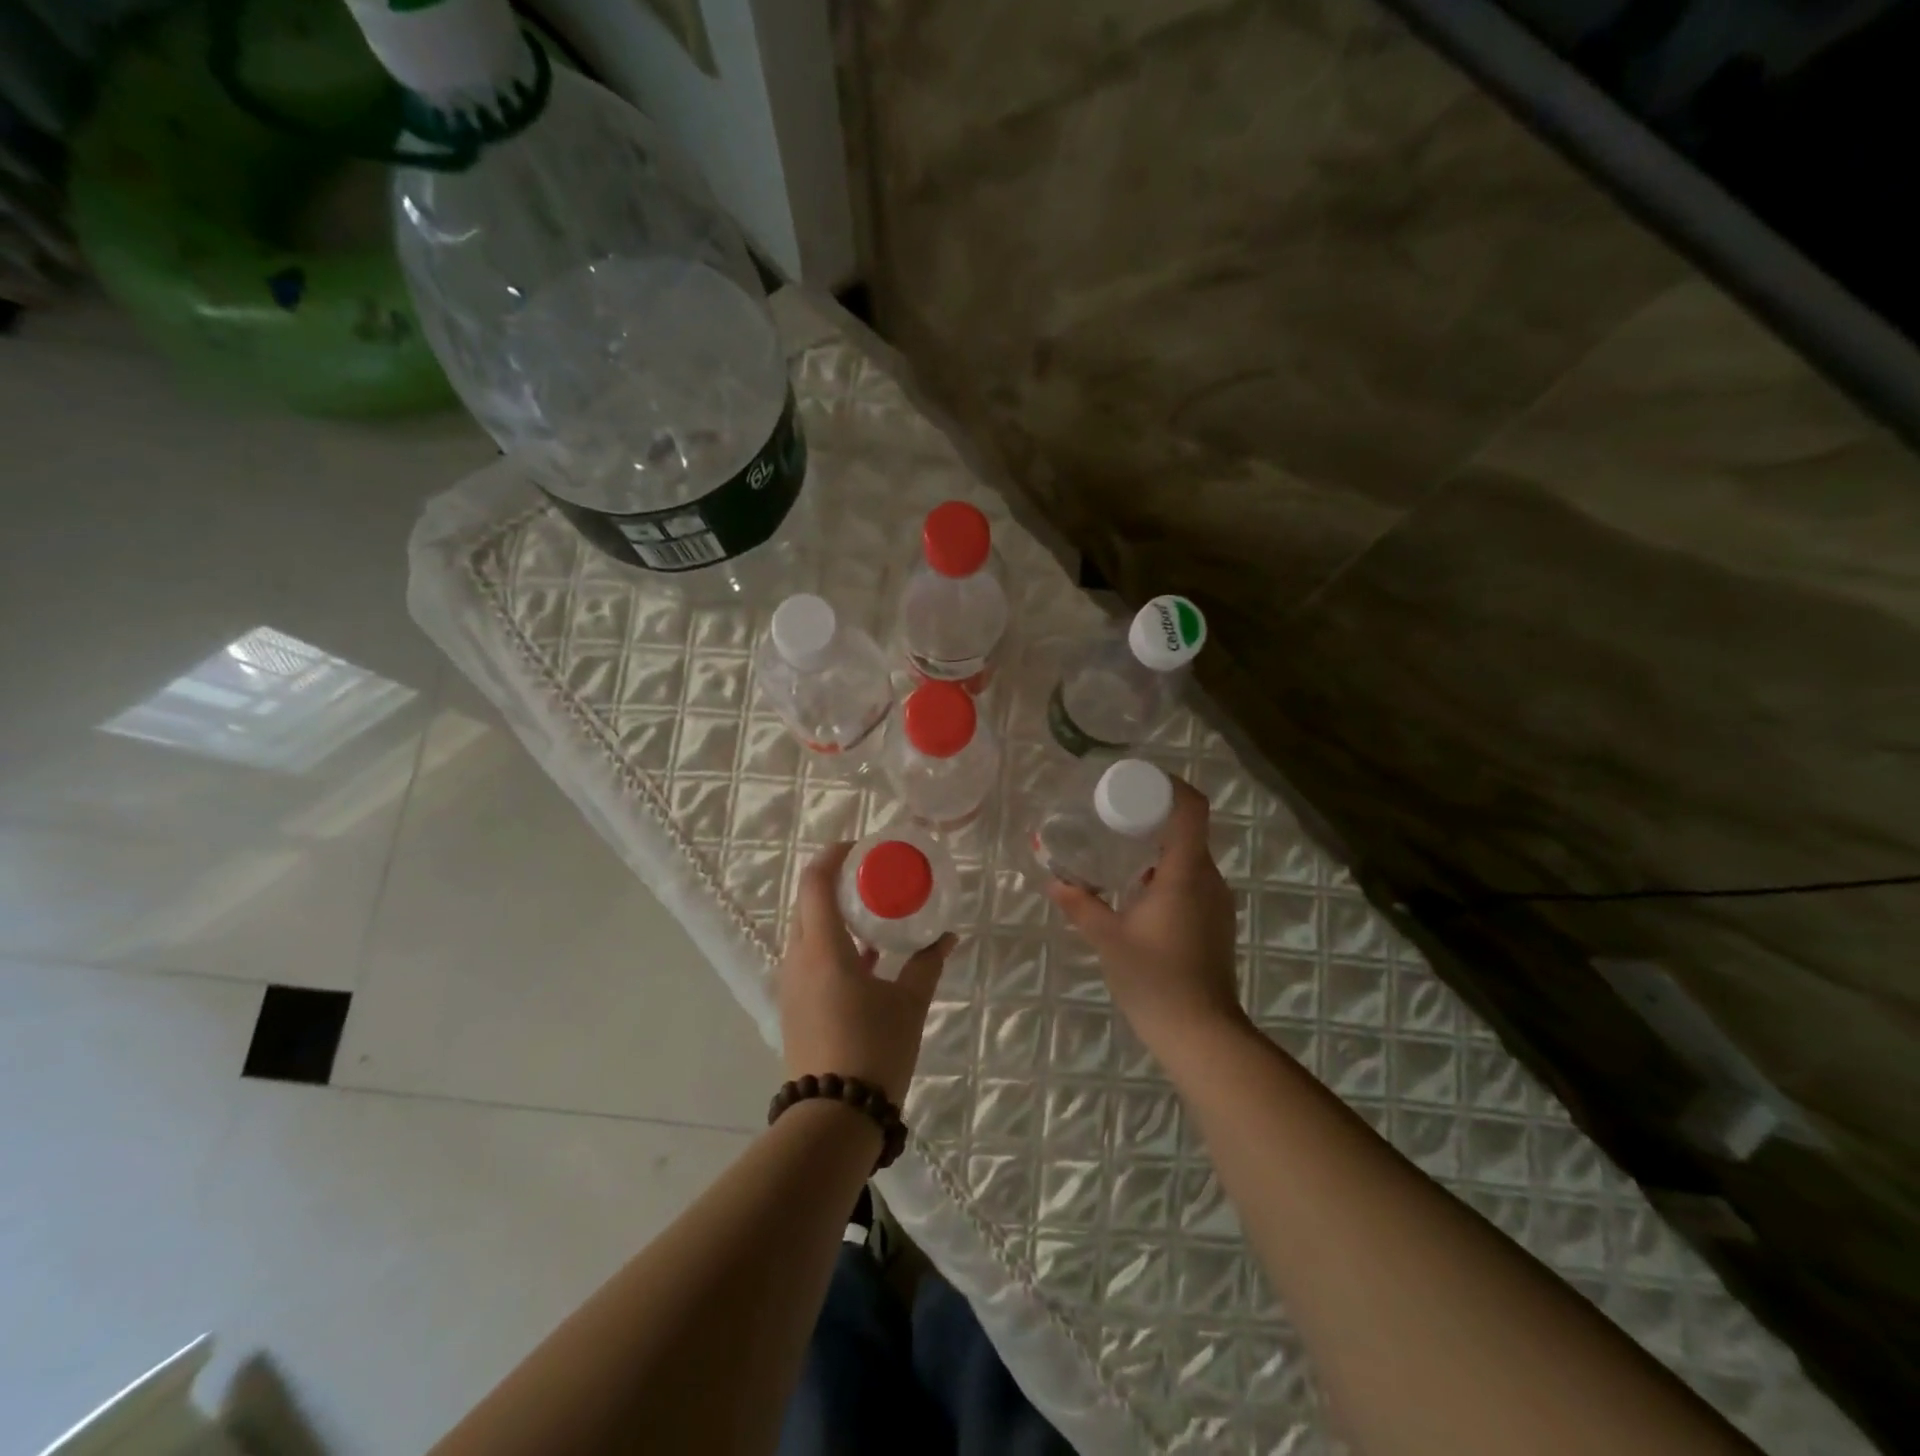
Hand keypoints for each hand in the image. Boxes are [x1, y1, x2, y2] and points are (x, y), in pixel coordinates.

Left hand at [778, 842, 956, 1104]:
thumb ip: (927, 964)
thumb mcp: (908, 1003)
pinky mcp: (794, 1007)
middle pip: (807, 903)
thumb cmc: (873, 1049)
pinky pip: (809, 959)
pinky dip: (832, 944)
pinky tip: (865, 956)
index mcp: (822, 948)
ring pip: (806, 932)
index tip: (860, 846)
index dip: (833, 856)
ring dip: (833, 915)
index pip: (815, 882)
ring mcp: (791, 985)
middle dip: (835, 883)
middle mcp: (797, 959)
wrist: (833, 1119)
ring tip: (871, 911)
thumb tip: (947, 936)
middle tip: (871, 876)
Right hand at [1045, 776, 1245, 1060]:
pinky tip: (1136, 890)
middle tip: (1113, 814)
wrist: (1202, 1033)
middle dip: (1153, 815)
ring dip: (1158, 847)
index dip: (1170, 785)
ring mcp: (1216, 902)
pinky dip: (1166, 872)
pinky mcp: (1215, 922)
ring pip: (1189, 857)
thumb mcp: (1108, 938)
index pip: (1191, 809)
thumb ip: (1081, 905)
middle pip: (1188, 829)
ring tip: (1119, 849)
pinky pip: (1191, 880)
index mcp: (1185, 872)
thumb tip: (1055, 881)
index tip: (1137, 780)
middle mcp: (1209, 879)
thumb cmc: (1155, 979)